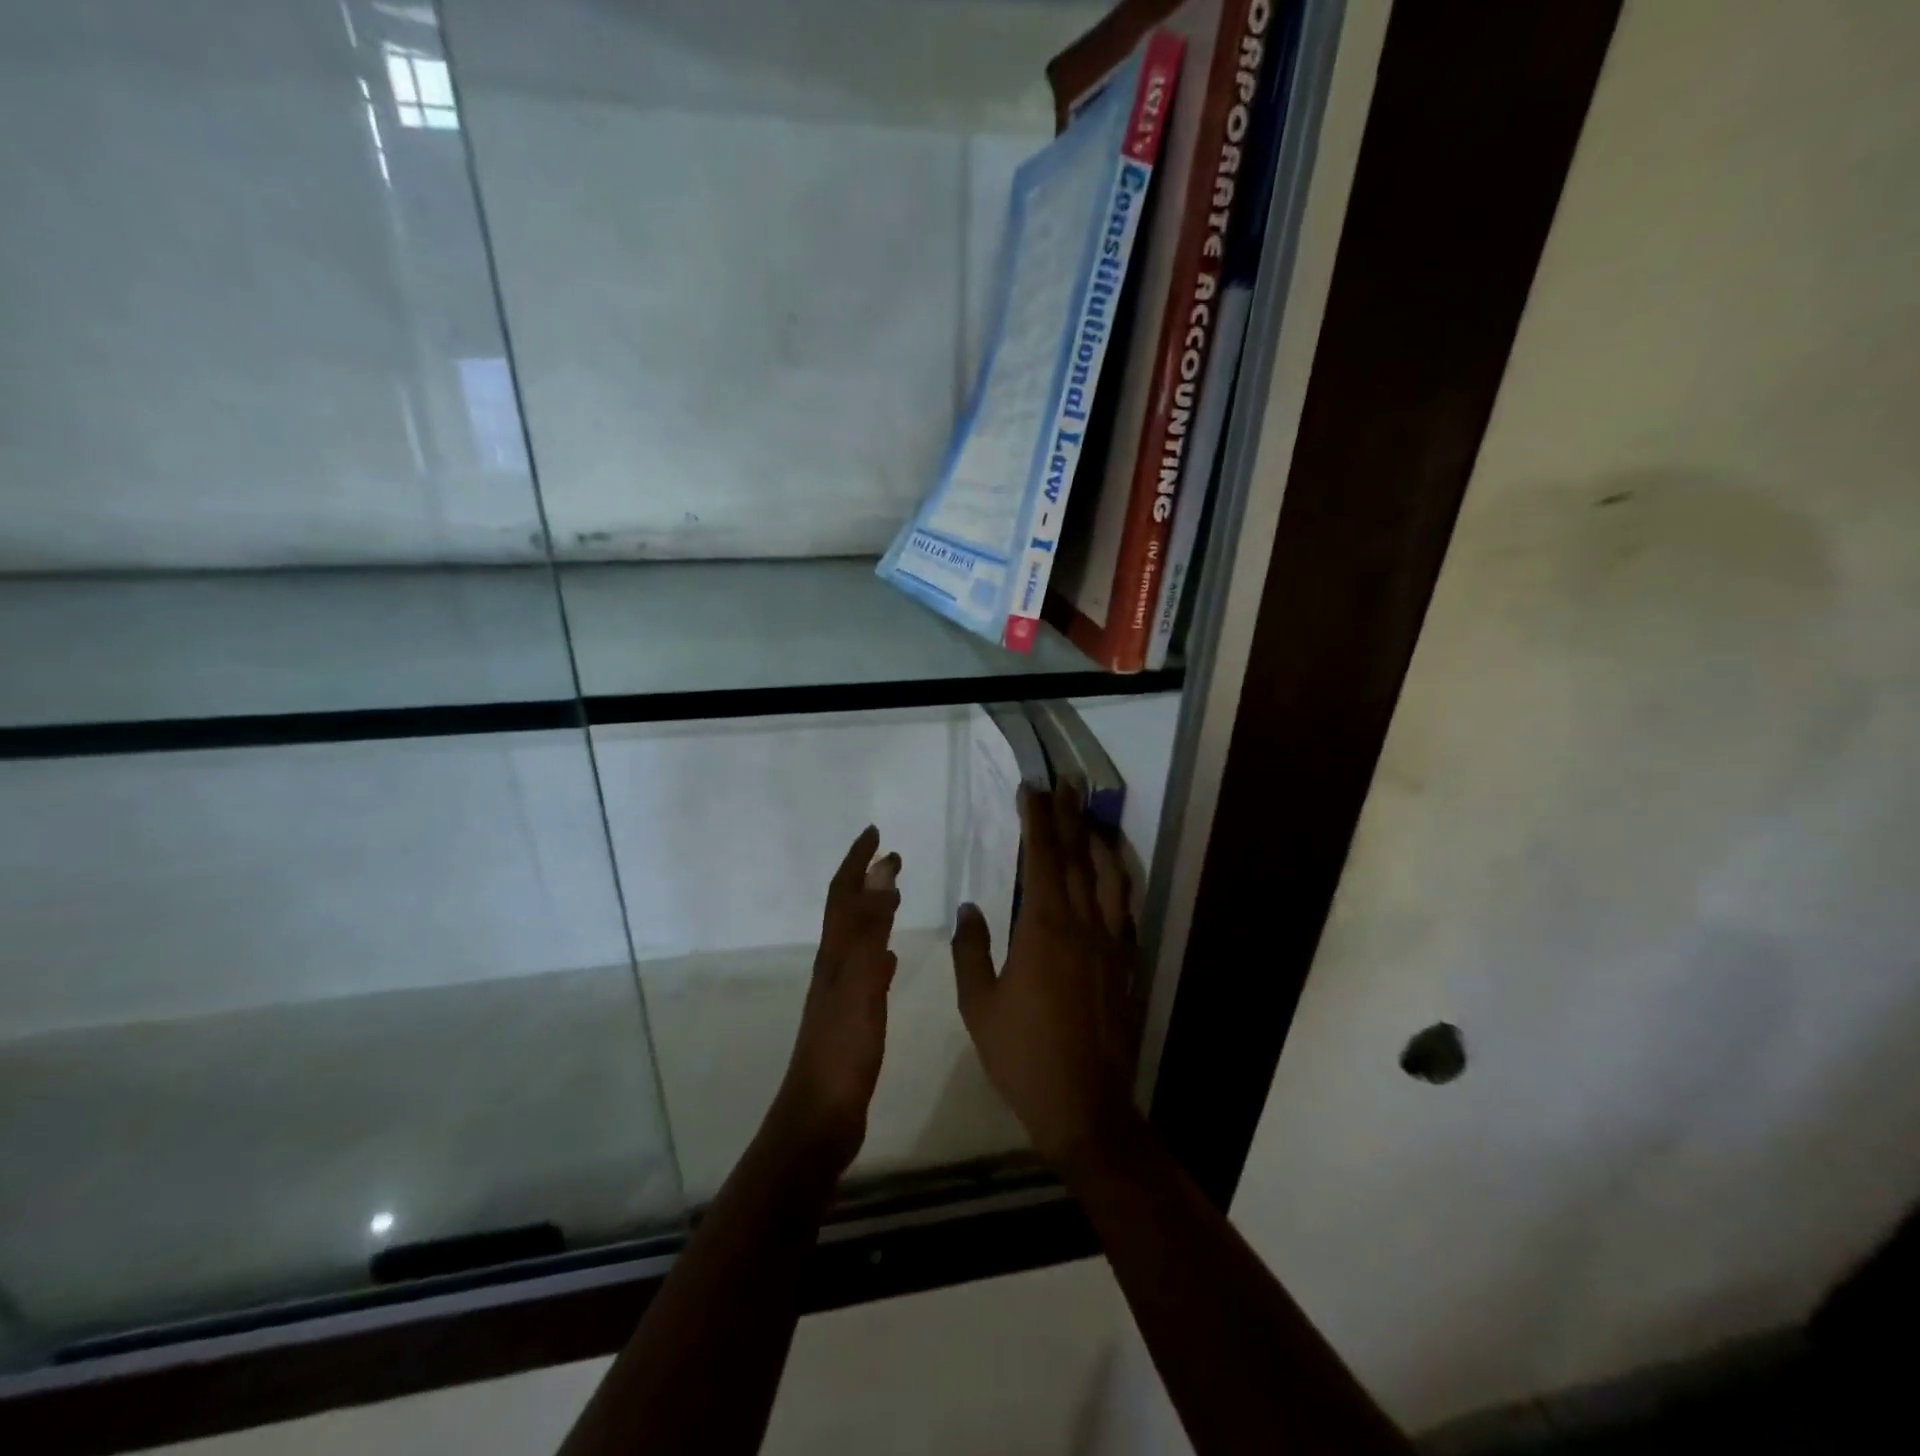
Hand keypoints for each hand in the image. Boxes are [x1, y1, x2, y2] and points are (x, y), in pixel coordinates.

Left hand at [774, 826, 900, 1173]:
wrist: (819, 1118)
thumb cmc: (842, 1051)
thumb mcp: (860, 984)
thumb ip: (871, 930)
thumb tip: (881, 874)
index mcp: (836, 955)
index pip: (844, 894)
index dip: (856, 861)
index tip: (875, 832)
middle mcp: (834, 966)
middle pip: (847, 910)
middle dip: (865, 878)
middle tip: (891, 856)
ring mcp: (840, 993)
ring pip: (856, 936)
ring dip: (873, 909)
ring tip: (893, 894)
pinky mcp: (850, 1017)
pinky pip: (865, 968)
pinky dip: (877, 948)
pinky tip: (889, 956)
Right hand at [951, 784, 1138, 1167]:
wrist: (1085, 1105)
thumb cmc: (1023, 1055)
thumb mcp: (980, 1005)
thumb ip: (972, 951)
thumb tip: (969, 909)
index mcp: (1043, 929)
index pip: (1041, 858)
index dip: (1037, 820)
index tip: (1032, 789)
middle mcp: (1082, 925)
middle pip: (1076, 857)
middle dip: (1070, 816)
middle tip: (1067, 783)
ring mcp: (1110, 943)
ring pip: (1109, 877)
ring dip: (1098, 841)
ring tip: (1092, 816)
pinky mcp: (1125, 963)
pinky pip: (1123, 908)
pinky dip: (1117, 880)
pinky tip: (1112, 875)